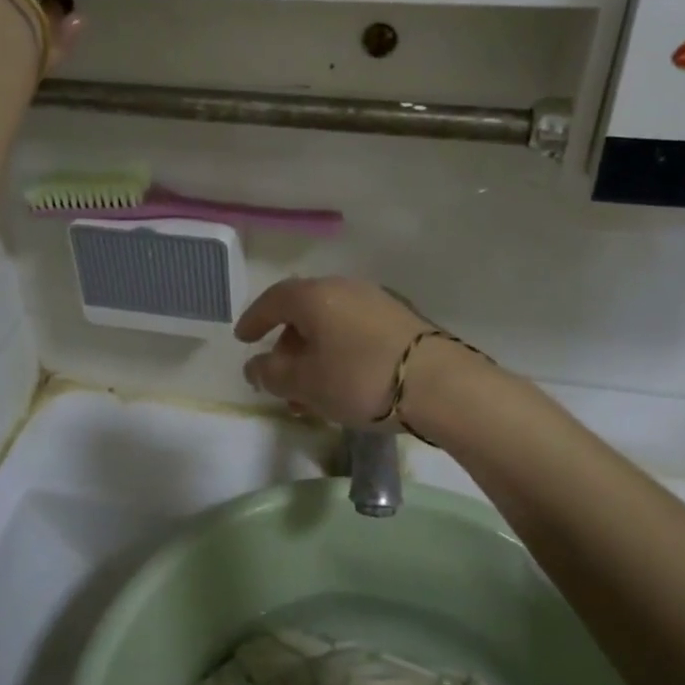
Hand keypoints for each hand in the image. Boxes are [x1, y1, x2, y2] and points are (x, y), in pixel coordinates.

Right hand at [235, 276, 432, 426]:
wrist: (441, 385)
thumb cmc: (360, 379)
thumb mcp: (307, 383)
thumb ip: (273, 374)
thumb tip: (255, 366)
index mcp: (315, 296)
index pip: (274, 299)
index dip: (254, 319)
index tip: (243, 339)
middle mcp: (345, 288)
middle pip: (304, 312)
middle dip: (287, 346)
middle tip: (279, 378)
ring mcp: (377, 302)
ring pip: (331, 326)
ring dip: (314, 356)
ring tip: (311, 396)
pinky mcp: (402, 321)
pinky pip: (355, 333)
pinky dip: (339, 354)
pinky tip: (343, 386)